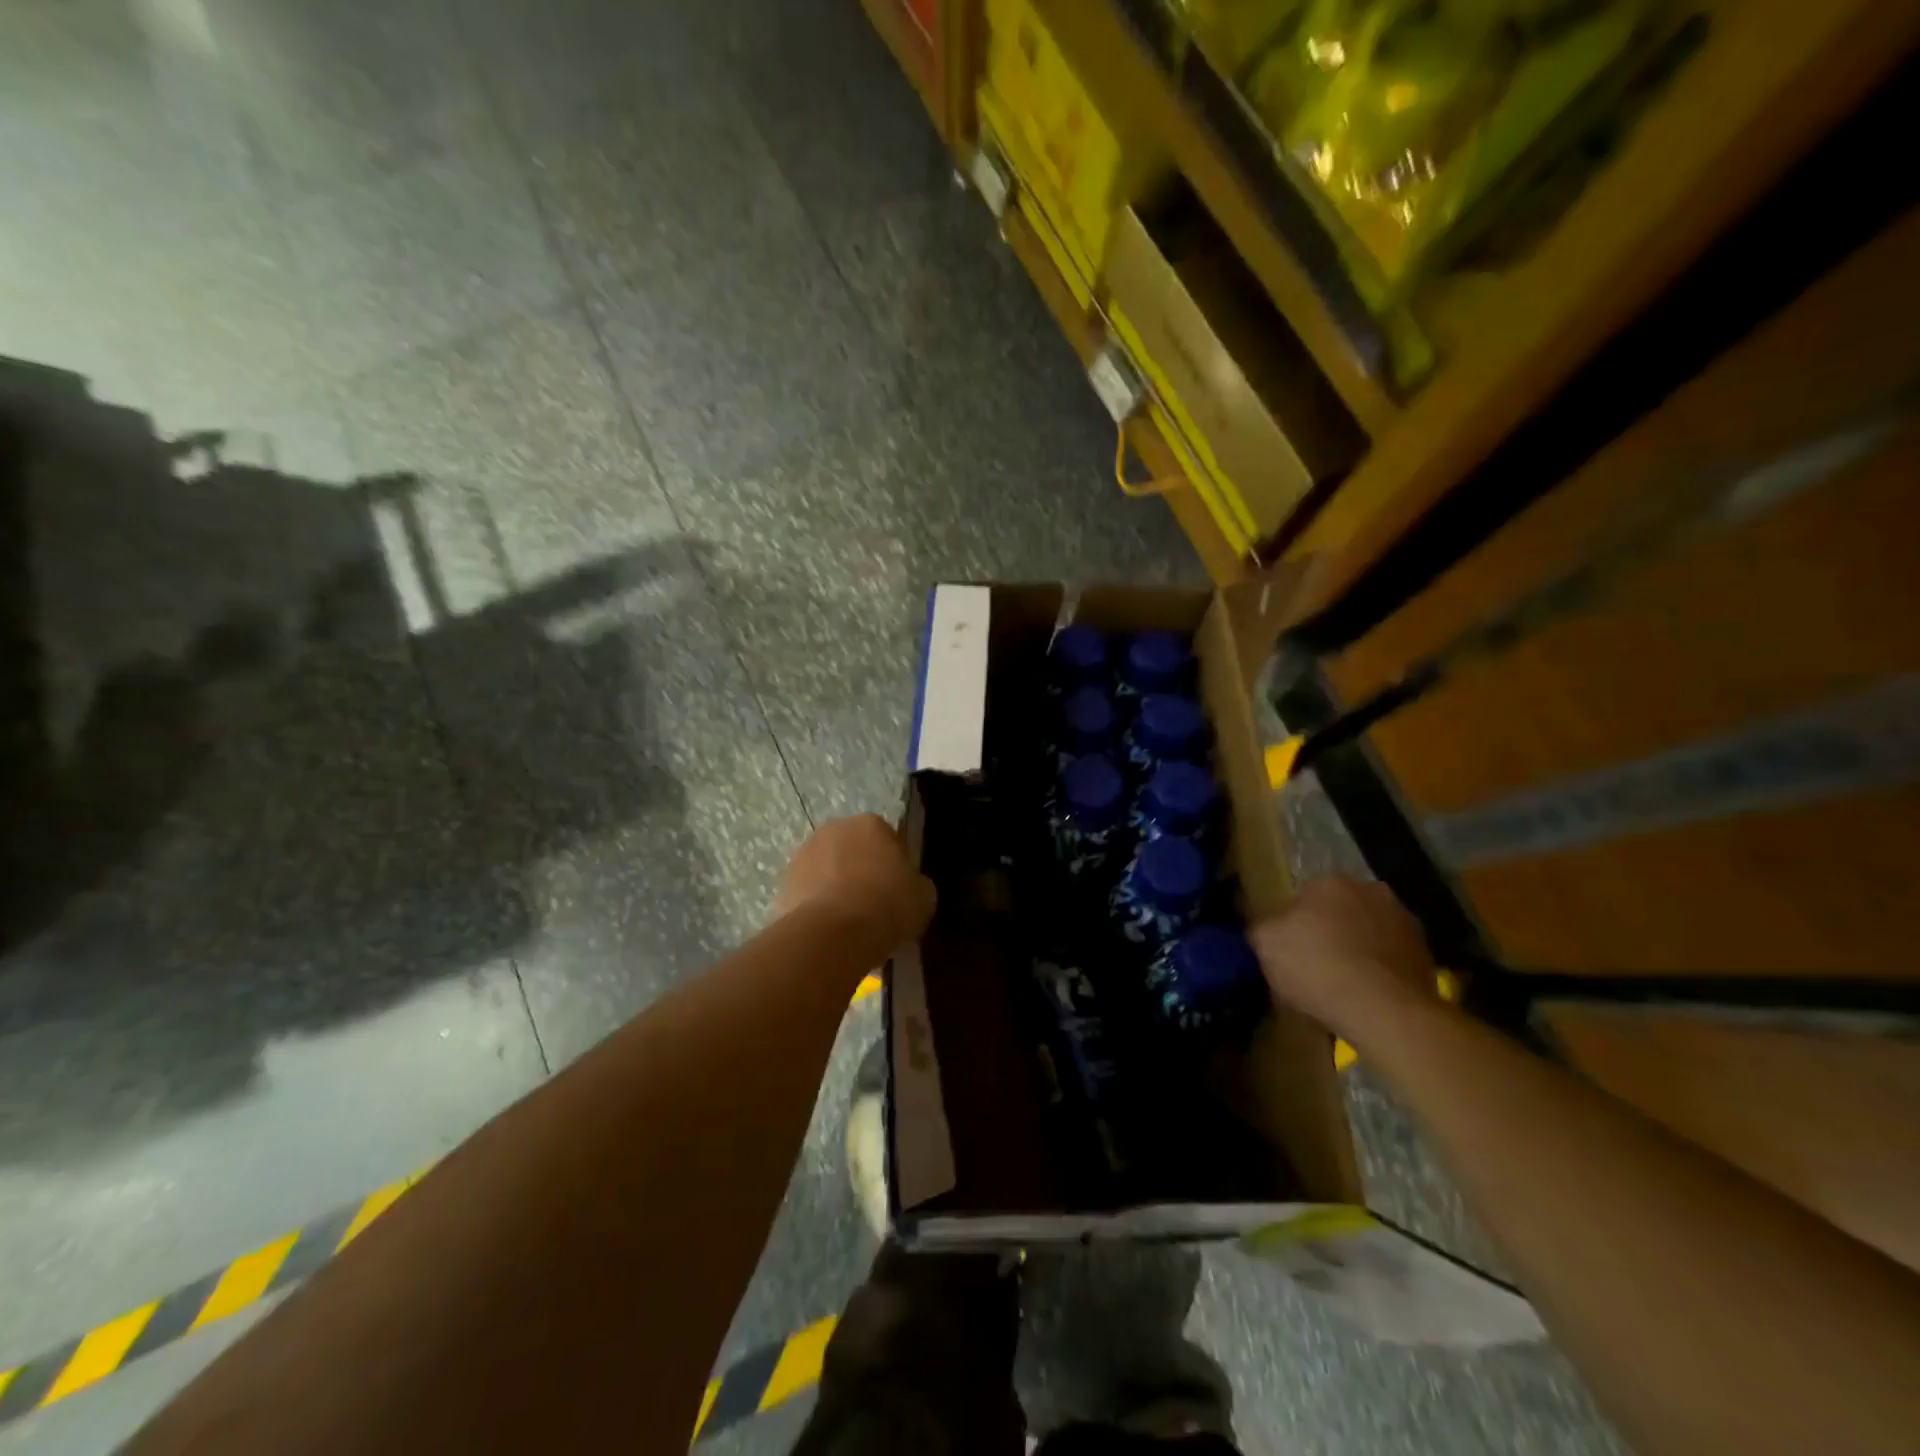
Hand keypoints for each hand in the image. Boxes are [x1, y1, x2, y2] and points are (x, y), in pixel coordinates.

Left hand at [774, 814, 935, 954]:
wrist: (834, 934)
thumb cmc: (887, 905)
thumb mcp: (924, 895)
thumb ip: (915, 883)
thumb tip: (909, 887)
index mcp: (871, 823)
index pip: (889, 839)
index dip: (895, 866)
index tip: (899, 892)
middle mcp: (834, 829)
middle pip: (854, 851)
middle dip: (862, 872)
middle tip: (875, 907)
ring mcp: (803, 854)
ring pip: (828, 871)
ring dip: (837, 889)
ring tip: (850, 926)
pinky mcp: (783, 884)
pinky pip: (809, 895)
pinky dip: (818, 908)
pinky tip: (830, 933)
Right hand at [1251, 875, 1438, 1041]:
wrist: (1385, 1010)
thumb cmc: (1317, 967)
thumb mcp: (1265, 944)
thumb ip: (1261, 927)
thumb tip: (1264, 926)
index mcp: (1330, 881)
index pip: (1303, 896)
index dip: (1293, 924)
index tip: (1289, 950)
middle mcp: (1370, 890)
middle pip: (1339, 910)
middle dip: (1329, 930)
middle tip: (1315, 964)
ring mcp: (1404, 921)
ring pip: (1368, 931)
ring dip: (1358, 948)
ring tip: (1344, 983)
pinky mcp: (1427, 954)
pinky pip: (1391, 957)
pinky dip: (1380, 970)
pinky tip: (1368, 994)